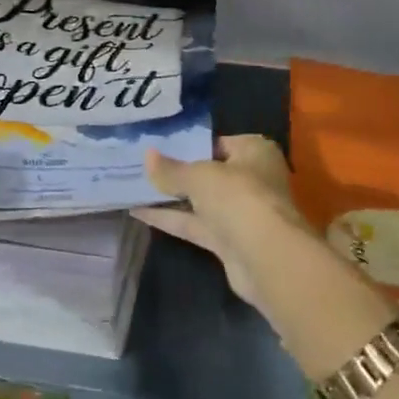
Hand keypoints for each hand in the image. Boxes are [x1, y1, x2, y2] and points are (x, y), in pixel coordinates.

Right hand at [132, 136, 315, 311]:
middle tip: (141, 165)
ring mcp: (241, 212)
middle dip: (178, 172)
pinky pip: (195, 224)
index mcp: (254, 152)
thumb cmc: (238, 197)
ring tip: (133, 186)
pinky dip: (170, 218)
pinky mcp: (228, 240)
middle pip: (209, 172)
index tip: (159, 145)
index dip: (189, 144)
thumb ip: (171, 170)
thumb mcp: (199, 176)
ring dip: (170, 197)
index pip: (218, 142)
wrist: (266, 256)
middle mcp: (251, 179)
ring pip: (200, 201)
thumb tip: (147, 156)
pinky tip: (138, 211)